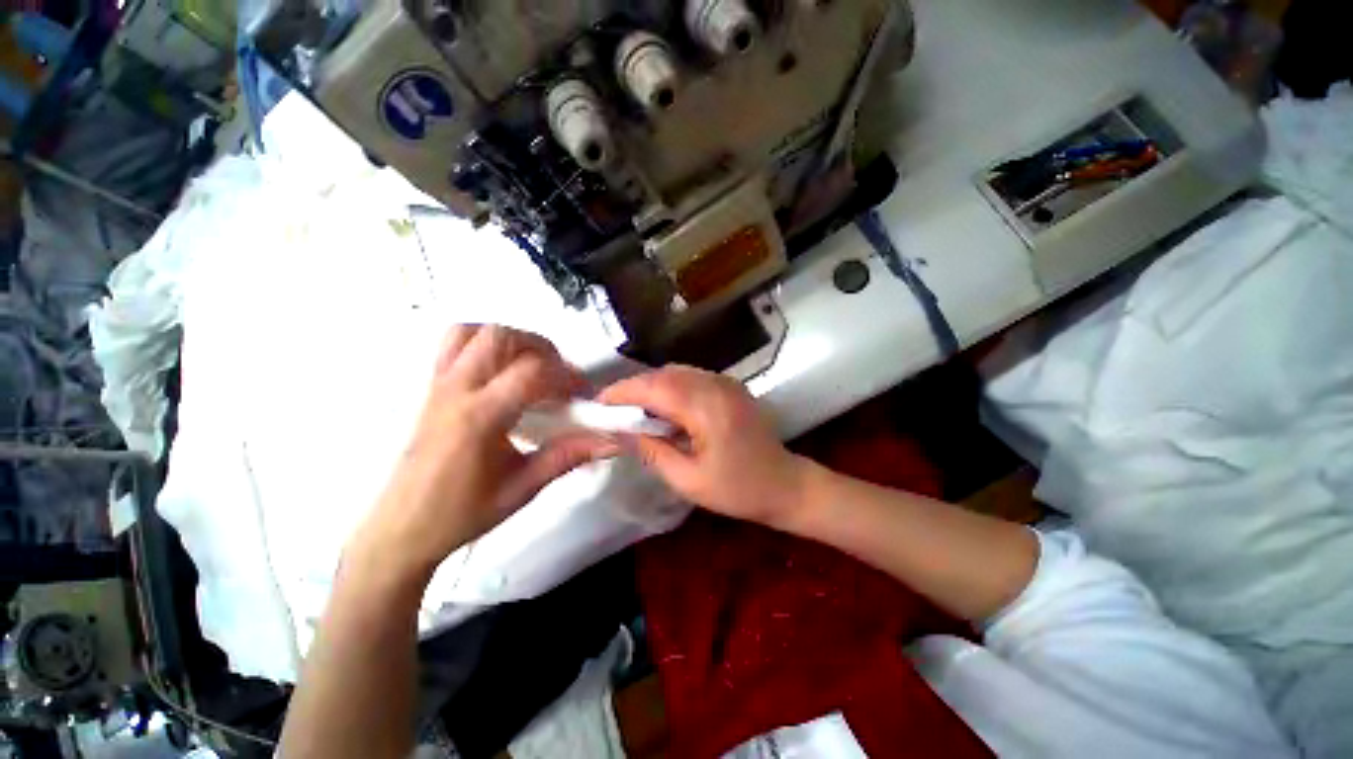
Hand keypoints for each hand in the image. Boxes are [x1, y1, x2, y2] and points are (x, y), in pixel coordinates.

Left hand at [350, 325, 613, 583]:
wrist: (402, 528)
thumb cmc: (462, 513)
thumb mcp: (522, 489)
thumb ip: (567, 457)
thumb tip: (609, 442)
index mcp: (479, 417)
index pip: (531, 372)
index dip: (566, 376)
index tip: (583, 394)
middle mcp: (456, 390)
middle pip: (501, 337)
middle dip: (541, 348)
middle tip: (559, 375)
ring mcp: (438, 385)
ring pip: (473, 331)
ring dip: (510, 340)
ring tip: (531, 366)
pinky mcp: (431, 387)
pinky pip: (454, 344)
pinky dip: (484, 343)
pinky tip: (501, 371)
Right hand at [599, 365, 811, 527]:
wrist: (785, 484)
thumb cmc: (738, 490)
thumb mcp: (688, 480)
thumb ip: (653, 451)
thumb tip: (622, 432)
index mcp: (706, 409)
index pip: (655, 387)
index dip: (624, 391)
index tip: (599, 403)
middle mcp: (716, 386)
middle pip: (665, 374)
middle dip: (634, 387)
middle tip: (613, 407)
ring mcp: (726, 383)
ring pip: (677, 372)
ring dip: (652, 385)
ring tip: (632, 407)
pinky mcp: (731, 386)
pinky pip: (692, 377)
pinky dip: (670, 386)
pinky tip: (662, 406)